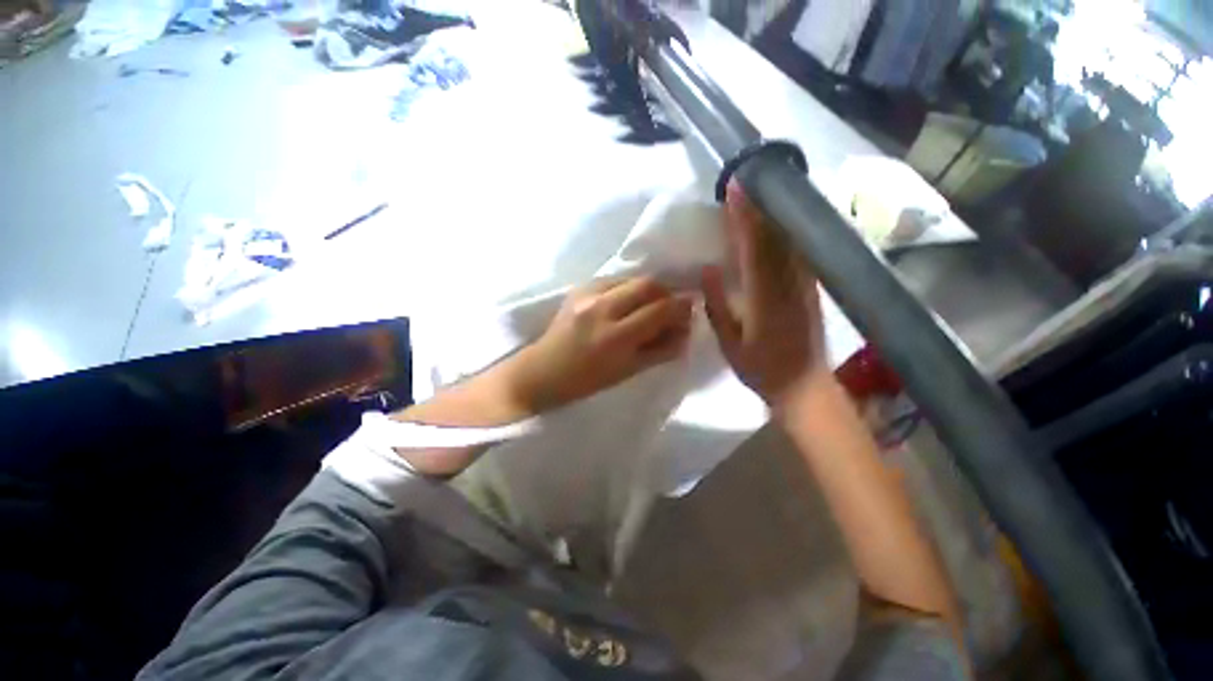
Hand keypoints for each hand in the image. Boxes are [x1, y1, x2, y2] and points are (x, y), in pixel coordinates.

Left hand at [511, 276, 692, 412]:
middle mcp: (601, 308)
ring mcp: (586, 294)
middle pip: (647, 283)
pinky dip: (628, 288)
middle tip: (670, 306)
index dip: (680, 307)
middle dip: (666, 292)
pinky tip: (627, 302)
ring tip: (649, 304)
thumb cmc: (587, 381)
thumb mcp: (629, 371)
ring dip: (647, 288)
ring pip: (631, 278)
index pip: (659, 309)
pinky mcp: (578, 288)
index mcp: (615, 337)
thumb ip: (661, 349)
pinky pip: (614, 279)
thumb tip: (685, 329)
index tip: (689, 309)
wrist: (543, 371)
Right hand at [703, 182, 828, 409]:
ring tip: (759, 195)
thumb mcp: (729, 342)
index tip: (733, 190)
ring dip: (774, 215)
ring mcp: (804, 283)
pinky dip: (787, 232)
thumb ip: (717, 306)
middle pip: (774, 235)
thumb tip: (707, 271)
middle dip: (759, 206)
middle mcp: (788, 282)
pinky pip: (799, 251)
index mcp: (765, 295)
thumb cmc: (761, 368)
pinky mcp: (812, 288)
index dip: (743, 216)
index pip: (753, 246)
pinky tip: (779, 223)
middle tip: (745, 182)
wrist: (804, 386)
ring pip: (789, 240)